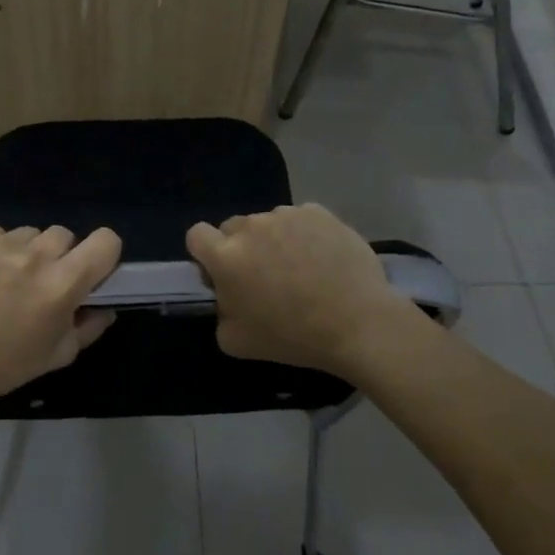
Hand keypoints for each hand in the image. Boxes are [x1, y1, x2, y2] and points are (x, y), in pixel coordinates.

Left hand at [0, 225, 121, 412]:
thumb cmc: (3, 366)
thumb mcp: (56, 356)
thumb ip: (89, 328)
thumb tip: (106, 308)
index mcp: (62, 284)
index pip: (105, 241)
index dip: (103, 253)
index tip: (90, 270)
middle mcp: (33, 255)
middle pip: (64, 235)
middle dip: (59, 256)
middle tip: (41, 281)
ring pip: (27, 233)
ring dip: (24, 252)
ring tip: (4, 279)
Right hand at [186, 204, 416, 376]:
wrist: (357, 324)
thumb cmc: (292, 337)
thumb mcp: (235, 342)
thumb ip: (220, 312)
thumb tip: (227, 297)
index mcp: (225, 257)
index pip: (196, 235)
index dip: (205, 253)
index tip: (222, 273)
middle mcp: (251, 227)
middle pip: (232, 227)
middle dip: (240, 246)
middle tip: (263, 275)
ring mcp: (287, 216)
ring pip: (268, 222)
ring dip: (273, 239)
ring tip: (299, 268)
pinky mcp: (319, 213)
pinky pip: (300, 219)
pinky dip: (304, 234)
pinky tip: (322, 258)